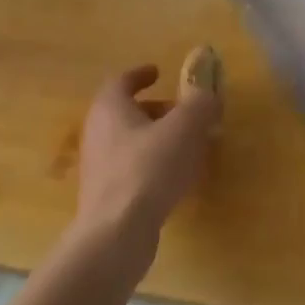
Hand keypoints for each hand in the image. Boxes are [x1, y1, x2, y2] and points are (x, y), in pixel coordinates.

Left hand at [69, 62, 221, 272]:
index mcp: (110, 108)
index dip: (141, 74)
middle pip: (127, 112)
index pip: (122, 81)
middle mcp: (97, 133)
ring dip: (157, 139)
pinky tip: (175, 179)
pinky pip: (132, 169)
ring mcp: (98, 167)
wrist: (117, 232)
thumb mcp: (185, 128)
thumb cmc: (149, 169)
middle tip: (184, 113)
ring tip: (187, 147)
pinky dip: (152, 164)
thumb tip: (206, 93)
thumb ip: (200, 104)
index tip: (159, 72)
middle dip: (157, 109)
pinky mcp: (105, 196)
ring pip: (130, 142)